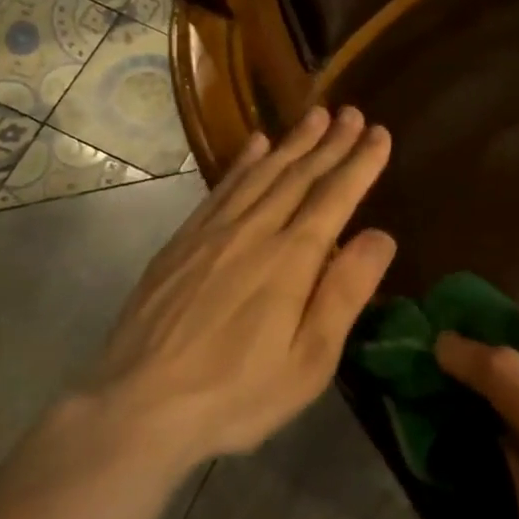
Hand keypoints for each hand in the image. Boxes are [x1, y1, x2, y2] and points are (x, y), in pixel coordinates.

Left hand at [39, 106, 395, 479]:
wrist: (138, 406)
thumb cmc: (237, 393)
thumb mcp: (309, 360)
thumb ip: (345, 293)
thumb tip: (381, 235)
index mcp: (291, 259)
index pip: (335, 197)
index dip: (360, 164)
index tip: (379, 133)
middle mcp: (253, 232)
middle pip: (299, 176)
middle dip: (331, 143)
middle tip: (353, 113)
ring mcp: (212, 233)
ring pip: (261, 174)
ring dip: (292, 143)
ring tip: (316, 116)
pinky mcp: (181, 243)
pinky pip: (220, 189)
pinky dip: (243, 163)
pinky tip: (255, 146)